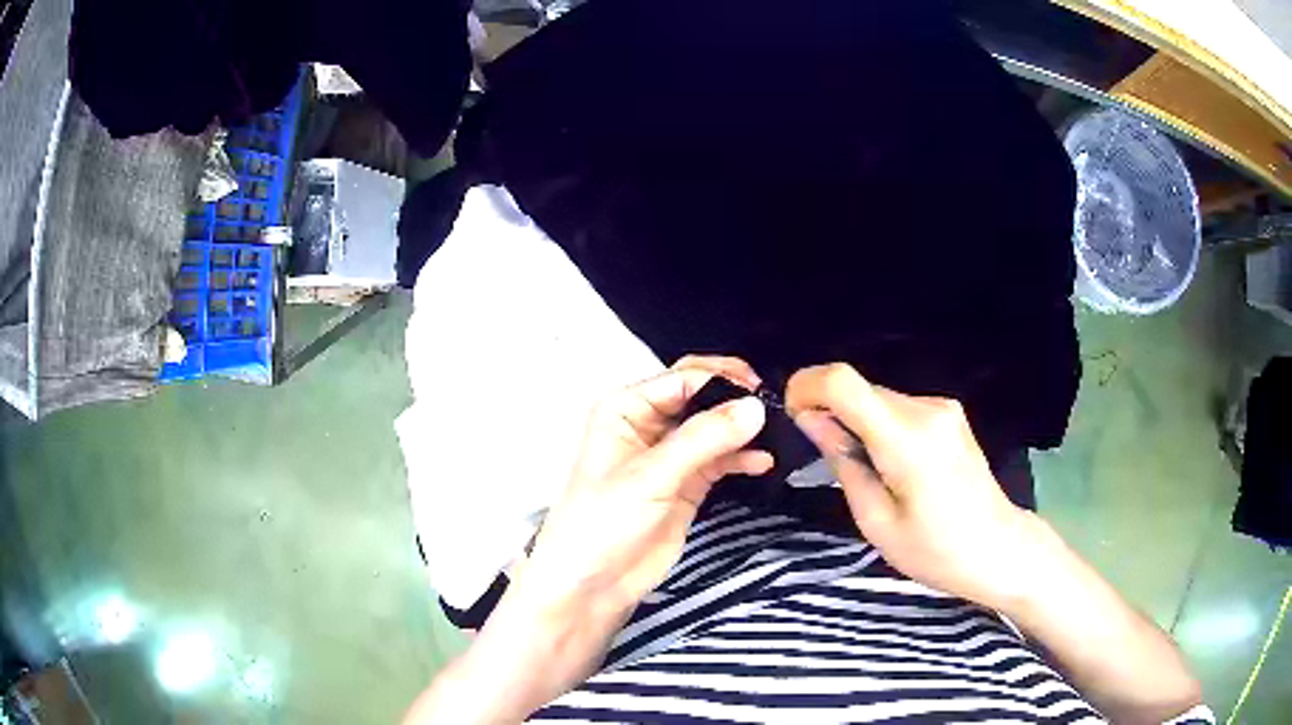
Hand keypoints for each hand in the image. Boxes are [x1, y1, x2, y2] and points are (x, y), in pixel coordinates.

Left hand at [521, 355, 772, 619]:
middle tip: (774, 407)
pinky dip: (742, 459)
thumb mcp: (651, 476)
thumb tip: (756, 406)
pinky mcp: (687, 484)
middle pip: (701, 396)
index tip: (761, 391)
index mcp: (626, 408)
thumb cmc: (604, 521)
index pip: (682, 379)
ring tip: (778, 433)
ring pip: (715, 428)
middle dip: (735, 398)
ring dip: (743, 430)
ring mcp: (670, 456)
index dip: (721, 379)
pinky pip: (720, 460)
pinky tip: (764, 462)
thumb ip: (703, 439)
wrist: (592, 584)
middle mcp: (648, 424)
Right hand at [786, 363, 1043, 610]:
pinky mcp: (949, 413)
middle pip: (859, 389)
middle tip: (825, 458)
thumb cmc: (935, 551)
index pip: (843, 381)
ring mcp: (942, 407)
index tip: (794, 418)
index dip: (807, 386)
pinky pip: (898, 408)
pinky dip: (879, 426)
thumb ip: (843, 463)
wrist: (998, 548)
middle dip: (830, 411)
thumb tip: (811, 420)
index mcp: (906, 439)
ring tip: (865, 471)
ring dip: (856, 422)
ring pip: (877, 398)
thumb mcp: (876, 521)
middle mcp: (926, 409)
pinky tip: (891, 465)